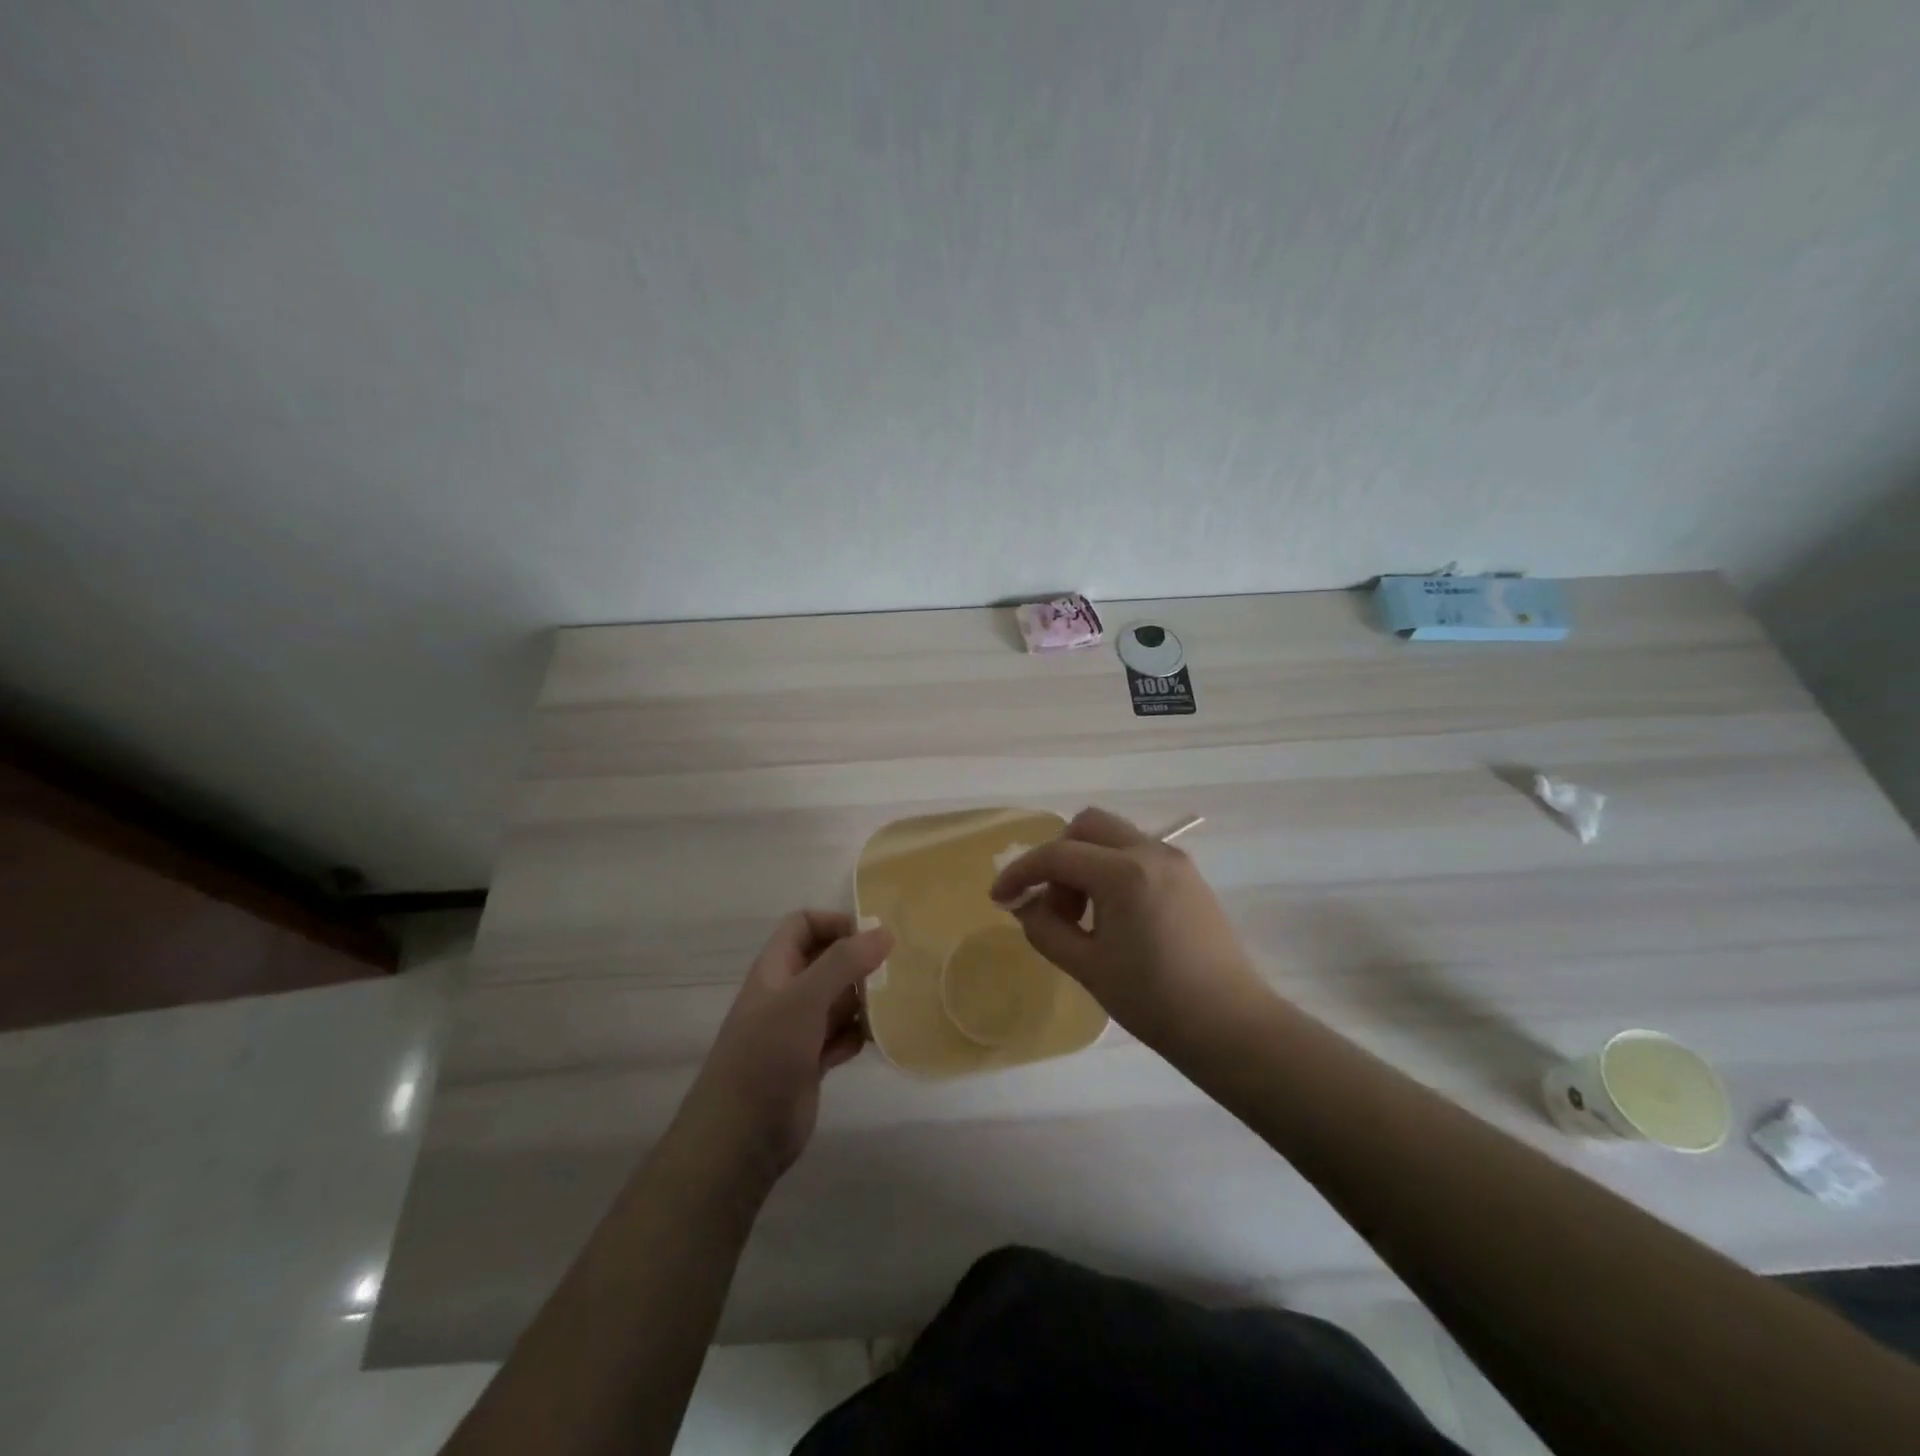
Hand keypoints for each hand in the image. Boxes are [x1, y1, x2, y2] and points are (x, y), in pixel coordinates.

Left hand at [678, 912, 892, 1189]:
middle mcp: (786, 994)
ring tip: (893, 1004)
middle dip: (858, 962)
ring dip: (863, 1000)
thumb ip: (843, 963)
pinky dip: (858, 1035)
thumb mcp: (804, 1000)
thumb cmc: (765, 1056)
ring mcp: (798, 1030)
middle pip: (826, 961)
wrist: (739, 1137)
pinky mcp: (810, 1063)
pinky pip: (842, 1036)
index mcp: (775, 969)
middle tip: (895, 970)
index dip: (835, 923)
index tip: (873, 937)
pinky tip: (876, 1040)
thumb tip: (884, 931)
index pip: (804, 925)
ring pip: (837, 1000)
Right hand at [989, 807, 1268, 1052]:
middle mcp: (1150, 852)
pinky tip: (1112, 916)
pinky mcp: (1189, 877)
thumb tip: (1026, 906)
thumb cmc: (1154, 1001)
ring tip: (1083, 918)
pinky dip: (1112, 870)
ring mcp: (1175, 861)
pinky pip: (1137, 854)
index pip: (1057, 856)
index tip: (999, 898)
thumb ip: (1045, 928)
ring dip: (1086, 863)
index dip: (1020, 873)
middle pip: (1087, 826)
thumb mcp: (1087, 967)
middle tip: (1054, 905)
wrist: (1231, 1027)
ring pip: (1113, 837)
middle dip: (1057, 857)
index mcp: (1123, 872)